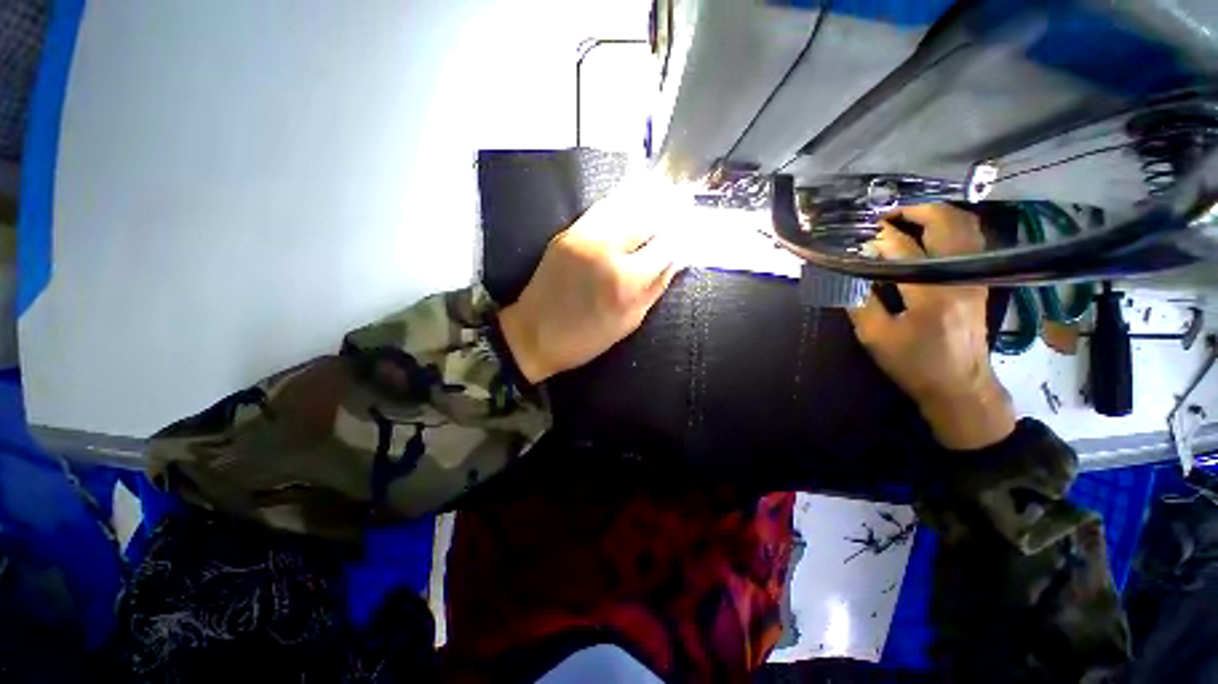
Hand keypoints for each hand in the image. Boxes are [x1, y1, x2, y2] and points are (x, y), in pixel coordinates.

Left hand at [498, 177, 684, 382]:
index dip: (682, 234)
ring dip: (648, 196)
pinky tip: (634, 197)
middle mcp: (607, 250)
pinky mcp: (568, 233)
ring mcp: (584, 236)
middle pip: (647, 216)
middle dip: (670, 205)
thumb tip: (676, 260)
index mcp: (626, 280)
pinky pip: (602, 209)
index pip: (666, 245)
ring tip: (666, 189)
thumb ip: (656, 288)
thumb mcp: (629, 321)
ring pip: (624, 204)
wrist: (533, 334)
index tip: (692, 228)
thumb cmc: (586, 338)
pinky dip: (622, 200)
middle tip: (685, 198)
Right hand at [848, 204, 1015, 449]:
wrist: (960, 386)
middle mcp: (960, 275)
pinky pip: (971, 239)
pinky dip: (951, 226)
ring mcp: (975, 276)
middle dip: (914, 211)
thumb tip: (847, 274)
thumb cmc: (914, 364)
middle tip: (885, 215)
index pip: (901, 249)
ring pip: (965, 227)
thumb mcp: (876, 336)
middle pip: (945, 224)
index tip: (857, 235)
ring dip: (936, 214)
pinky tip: (931, 234)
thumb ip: (859, 301)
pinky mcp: (979, 281)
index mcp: (931, 291)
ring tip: (908, 217)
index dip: (876, 237)